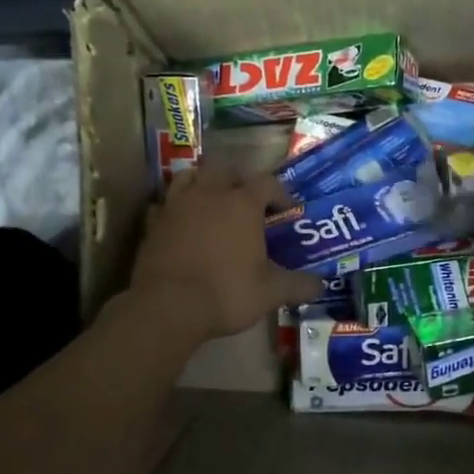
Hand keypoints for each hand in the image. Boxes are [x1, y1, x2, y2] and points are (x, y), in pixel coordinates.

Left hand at [129, 161, 323, 341]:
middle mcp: (209, 194)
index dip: (280, 193)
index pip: (267, 183)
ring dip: (202, 184)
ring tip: (211, 203)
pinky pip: (164, 204)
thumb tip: (321, 285)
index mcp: (242, 204)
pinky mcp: (153, 222)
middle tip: (245, 200)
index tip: (286, 211)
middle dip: (236, 178)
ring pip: (189, 176)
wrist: (167, 307)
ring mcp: (176, 205)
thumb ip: (299, 285)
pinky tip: (180, 224)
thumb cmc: (226, 293)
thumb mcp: (271, 293)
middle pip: (223, 167)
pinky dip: (174, 209)